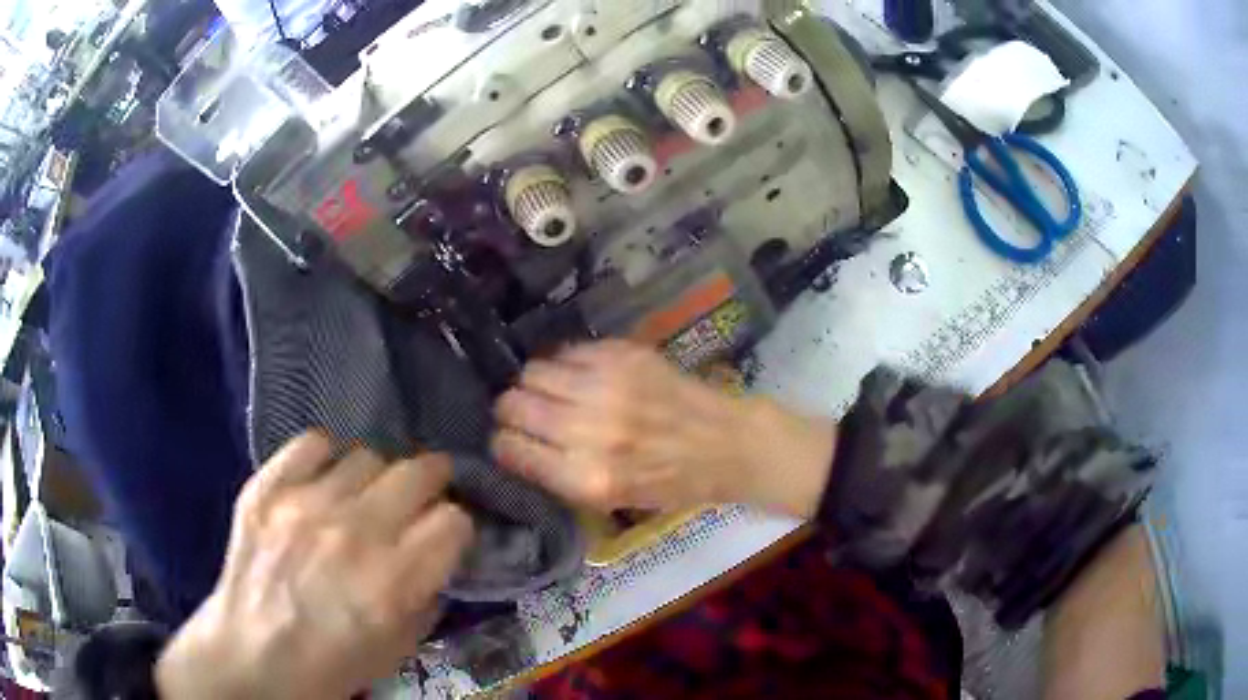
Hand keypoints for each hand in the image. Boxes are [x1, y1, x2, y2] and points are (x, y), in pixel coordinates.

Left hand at [155, 433, 473, 699]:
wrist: (252, 656)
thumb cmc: (332, 664)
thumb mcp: (400, 648)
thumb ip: (427, 595)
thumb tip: (436, 554)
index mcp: (394, 582)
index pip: (453, 520)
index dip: (454, 528)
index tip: (443, 536)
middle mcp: (354, 534)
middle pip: (418, 473)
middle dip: (431, 483)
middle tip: (421, 496)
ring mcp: (305, 505)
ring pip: (368, 456)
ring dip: (376, 478)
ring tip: (363, 497)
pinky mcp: (267, 489)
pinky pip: (312, 443)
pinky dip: (326, 457)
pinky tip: (323, 480)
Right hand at [492, 341, 837, 517]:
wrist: (725, 445)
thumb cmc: (671, 484)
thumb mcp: (612, 501)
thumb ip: (560, 476)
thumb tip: (516, 446)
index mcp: (588, 478)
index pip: (512, 450)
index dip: (503, 444)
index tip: (507, 440)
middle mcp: (591, 431)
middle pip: (514, 406)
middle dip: (510, 411)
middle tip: (523, 413)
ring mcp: (607, 388)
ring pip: (533, 373)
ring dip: (532, 384)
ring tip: (547, 391)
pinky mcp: (623, 356)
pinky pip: (567, 352)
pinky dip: (563, 364)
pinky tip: (577, 376)